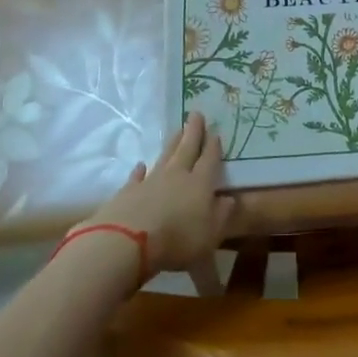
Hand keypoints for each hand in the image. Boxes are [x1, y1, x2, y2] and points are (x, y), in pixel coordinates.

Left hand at [85, 112, 233, 275]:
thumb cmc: (177, 240)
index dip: (213, 146)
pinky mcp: (128, 191)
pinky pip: (137, 176)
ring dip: (172, 143)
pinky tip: (141, 165)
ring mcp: (151, 181)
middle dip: (193, 132)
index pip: (209, 160)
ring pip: (165, 156)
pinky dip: (140, 170)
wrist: (127, 242)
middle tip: (196, 114)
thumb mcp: (210, 235)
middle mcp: (177, 176)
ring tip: (177, 130)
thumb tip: (229, 199)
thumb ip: (221, 216)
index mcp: (200, 184)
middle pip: (187, 149)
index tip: (215, 132)